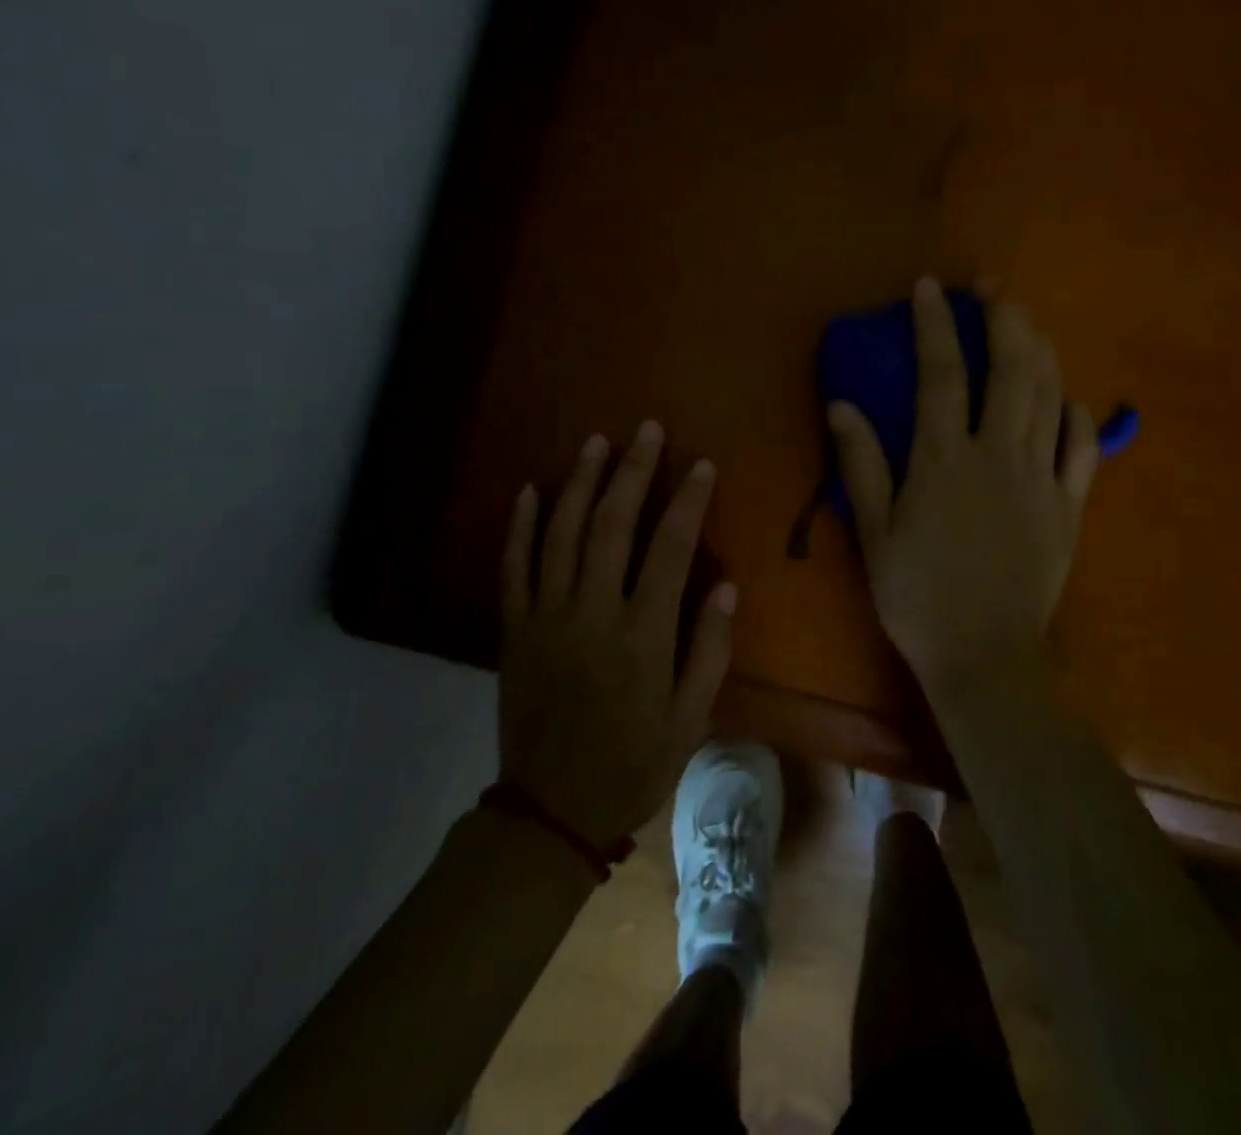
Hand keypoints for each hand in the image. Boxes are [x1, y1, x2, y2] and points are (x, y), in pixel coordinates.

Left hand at [498, 422, 733, 849]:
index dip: (687, 500)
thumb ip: (709, 650)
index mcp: (643, 633)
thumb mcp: (691, 719)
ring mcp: (547, 617)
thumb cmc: (634, 763)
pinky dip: (521, 526)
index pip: (670, 548)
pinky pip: (514, 568)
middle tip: (646, 430)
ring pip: (561, 534)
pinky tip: (530, 489)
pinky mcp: (514, 630)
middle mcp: (593, 612)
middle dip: (632, 471)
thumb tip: (726, 585)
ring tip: (596, 442)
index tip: (700, 464)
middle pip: (612, 524)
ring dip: (579, 482)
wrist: (552, 810)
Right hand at [827, 279, 1099, 691]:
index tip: (929, 288)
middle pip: (1010, 371)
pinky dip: (1078, 415)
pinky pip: (1083, 449)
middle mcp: (998, 456)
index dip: (935, 325)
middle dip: (1004, 320)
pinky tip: (1069, 399)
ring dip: (1041, 351)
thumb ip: (862, 465)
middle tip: (994, 289)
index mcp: (944, 461)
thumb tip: (842, 405)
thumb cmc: (917, 596)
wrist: (984, 656)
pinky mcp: (1070, 507)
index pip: (941, 374)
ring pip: (1050, 398)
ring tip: (1028, 323)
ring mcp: (1041, 479)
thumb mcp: (875, 533)